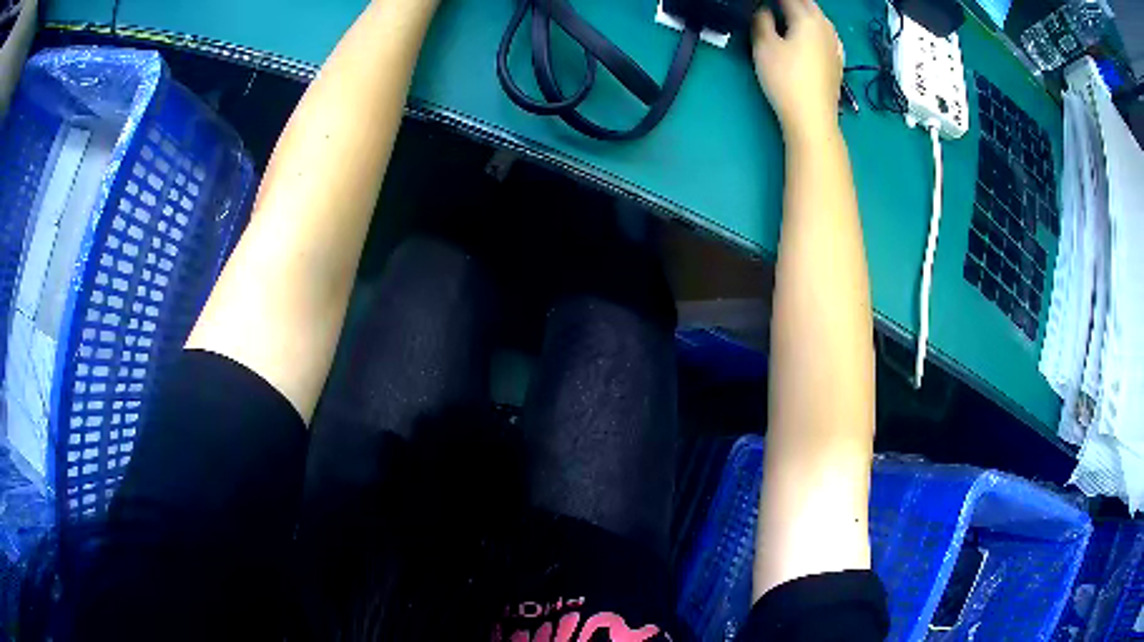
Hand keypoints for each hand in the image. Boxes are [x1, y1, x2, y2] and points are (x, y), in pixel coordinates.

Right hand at [752, 0, 843, 140]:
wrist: (812, 117)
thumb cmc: (785, 78)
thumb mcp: (764, 46)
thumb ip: (761, 21)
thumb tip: (764, 9)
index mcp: (807, 18)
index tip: (761, 3)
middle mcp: (825, 27)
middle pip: (807, 4)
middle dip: (790, 2)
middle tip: (774, 6)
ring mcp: (835, 45)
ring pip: (819, 18)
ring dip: (804, 11)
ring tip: (788, 14)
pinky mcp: (837, 61)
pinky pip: (827, 34)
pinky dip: (815, 28)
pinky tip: (812, 33)